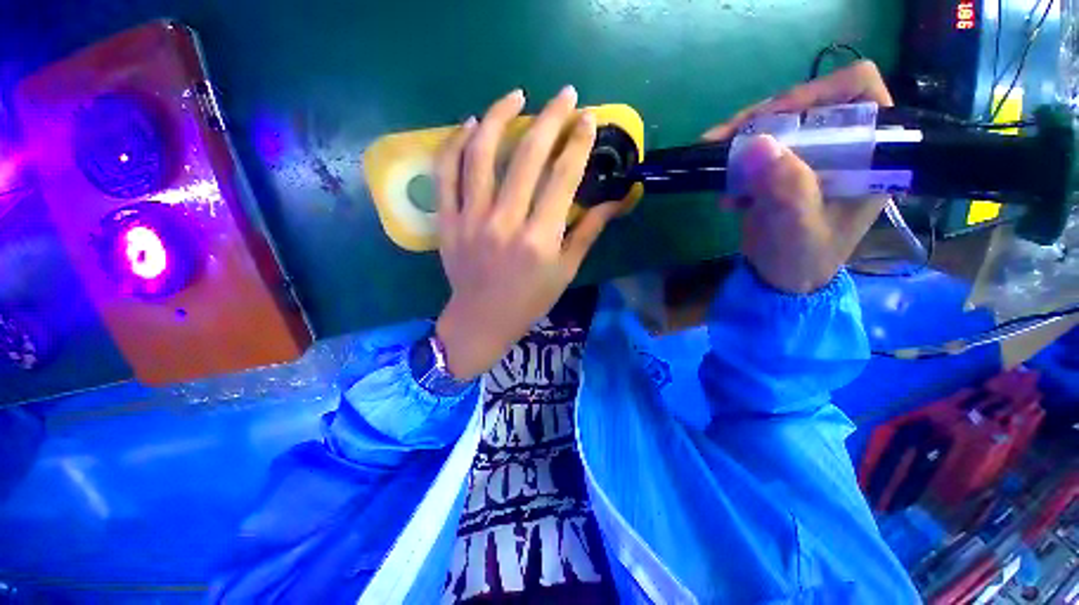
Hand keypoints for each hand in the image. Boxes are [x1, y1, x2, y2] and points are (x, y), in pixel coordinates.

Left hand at [434, 87, 620, 378]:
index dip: (578, 142)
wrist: (483, 319)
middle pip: (527, 157)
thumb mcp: (566, 270)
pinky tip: (471, 126)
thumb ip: (589, 230)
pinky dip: (455, 143)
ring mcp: (471, 220)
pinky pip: (445, 173)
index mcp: (540, 239)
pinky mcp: (447, 221)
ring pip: (480, 154)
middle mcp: (505, 223)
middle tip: (564, 95)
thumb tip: (619, 199)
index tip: (588, 118)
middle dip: (550, 118)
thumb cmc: (530, 300)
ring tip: (515, 96)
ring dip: (499, 116)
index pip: (563, 177)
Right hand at [702, 60, 893, 293]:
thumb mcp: (798, 227)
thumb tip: (756, 144)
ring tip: (713, 160)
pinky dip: (736, 164)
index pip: (858, 91)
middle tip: (723, 138)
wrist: (779, 279)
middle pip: (808, 104)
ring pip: (778, 125)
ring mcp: (811, 158)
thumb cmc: (802, 258)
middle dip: (763, 119)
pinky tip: (726, 194)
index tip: (773, 119)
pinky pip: (759, 150)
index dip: (816, 93)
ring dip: (741, 140)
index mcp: (870, 154)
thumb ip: (787, 188)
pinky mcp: (784, 170)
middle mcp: (844, 147)